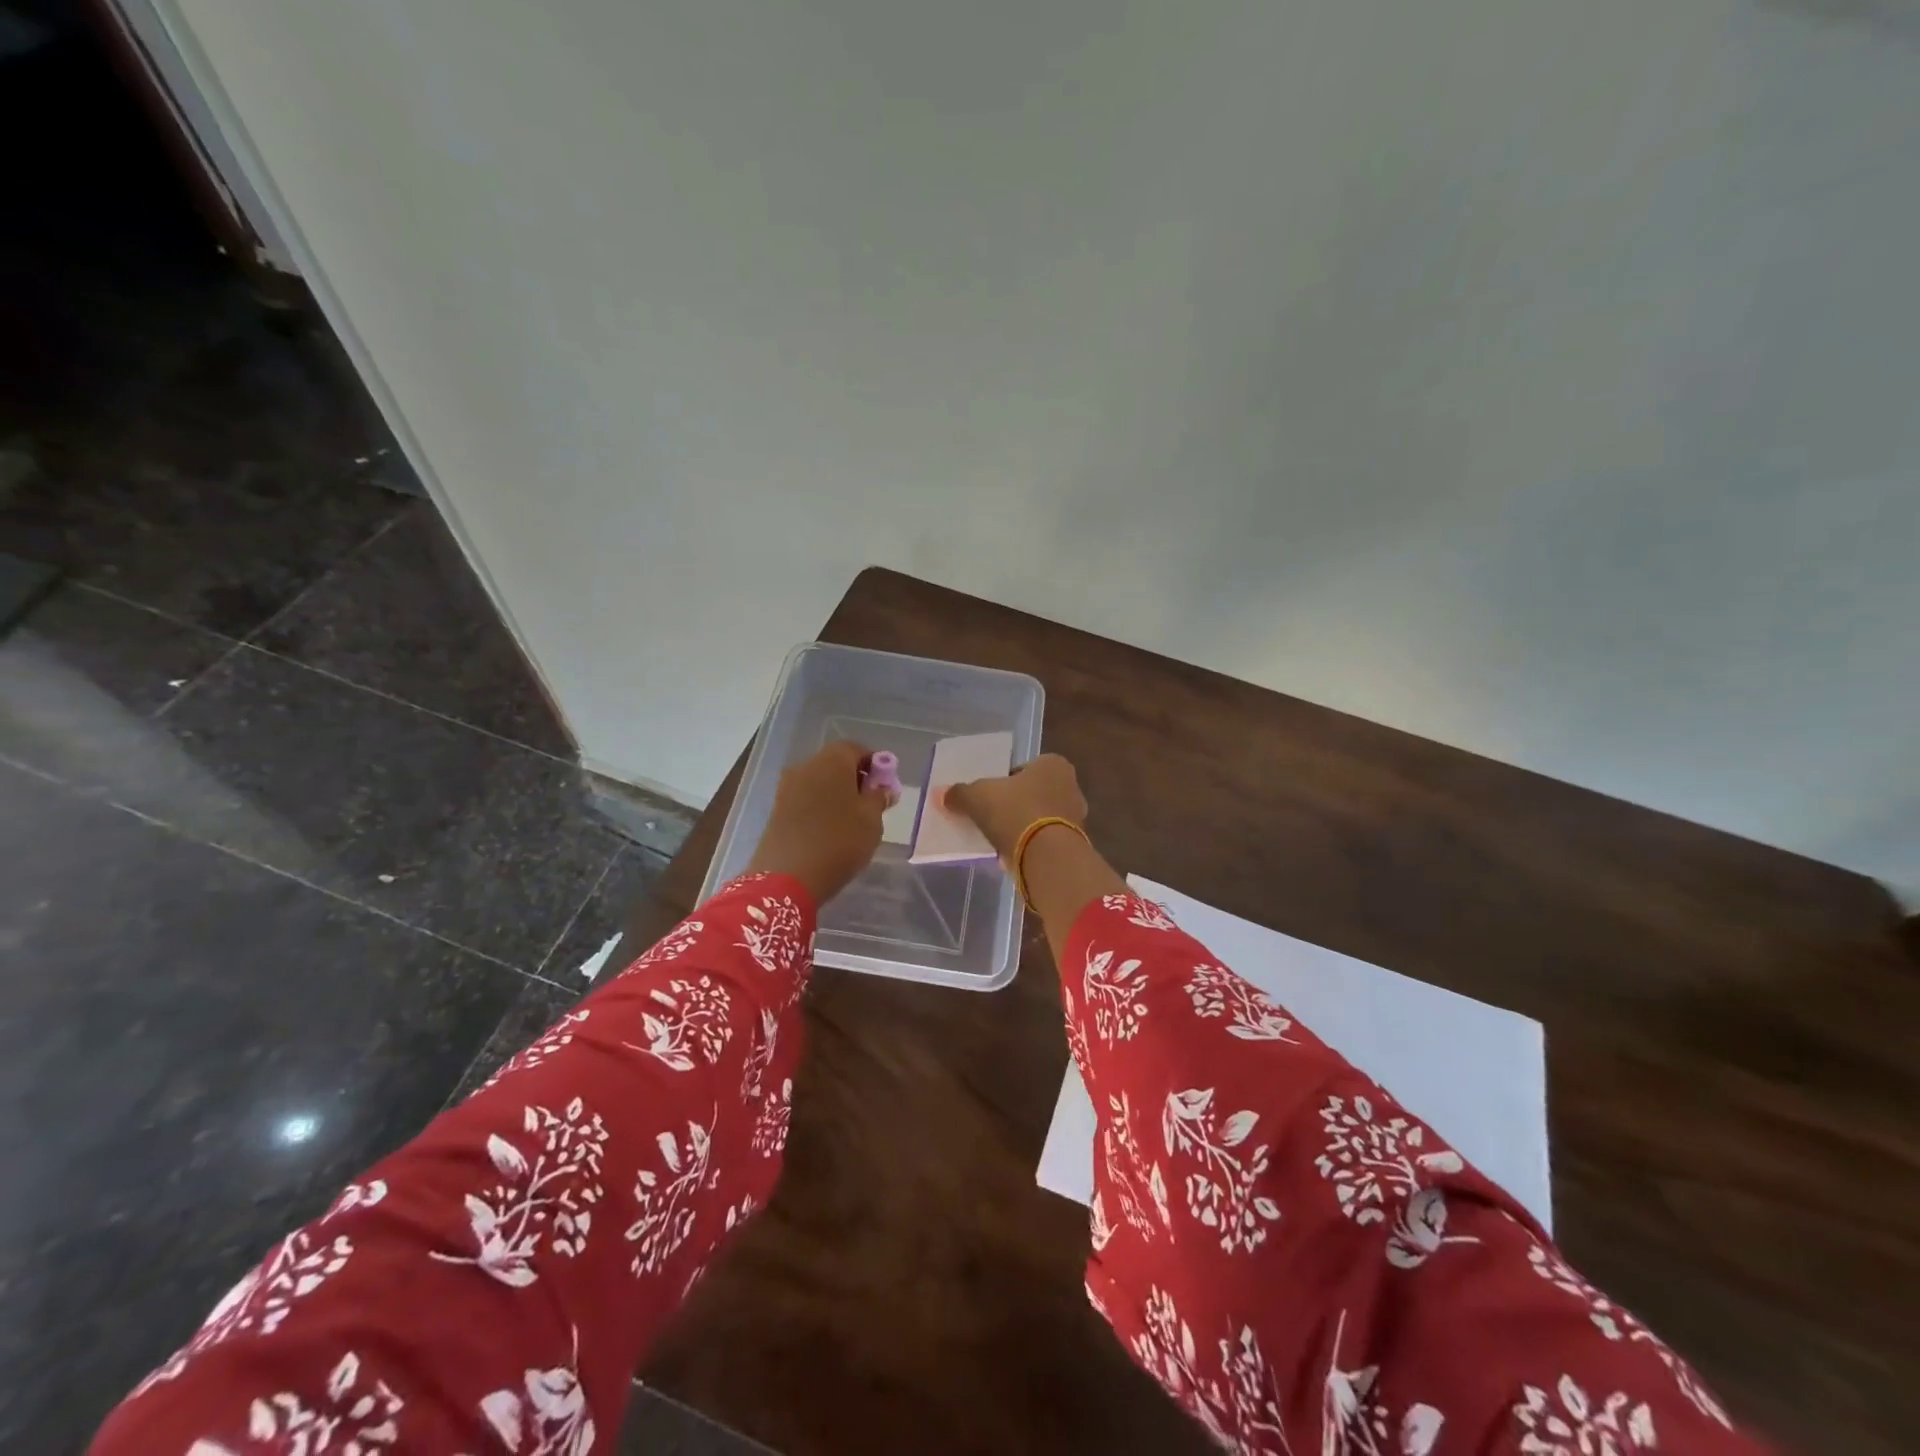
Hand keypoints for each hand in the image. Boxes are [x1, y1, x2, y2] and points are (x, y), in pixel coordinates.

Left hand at [745, 740, 889, 902]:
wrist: (787, 876)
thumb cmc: (839, 840)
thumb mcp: (872, 820)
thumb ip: (879, 798)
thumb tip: (883, 788)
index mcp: (832, 760)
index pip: (857, 749)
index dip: (874, 764)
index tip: (885, 786)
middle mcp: (806, 766)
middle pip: (835, 763)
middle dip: (854, 778)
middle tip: (870, 804)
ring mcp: (787, 787)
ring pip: (819, 782)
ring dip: (836, 794)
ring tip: (851, 821)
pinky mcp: (777, 809)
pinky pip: (805, 799)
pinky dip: (819, 807)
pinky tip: (829, 830)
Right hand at [942, 753, 1088, 866]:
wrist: (1045, 856)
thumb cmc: (1015, 811)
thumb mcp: (977, 797)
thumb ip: (960, 793)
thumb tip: (944, 795)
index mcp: (1053, 764)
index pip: (1024, 768)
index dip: (1004, 781)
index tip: (988, 796)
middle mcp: (1071, 786)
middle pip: (1034, 793)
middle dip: (1015, 804)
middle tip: (991, 816)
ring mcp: (1076, 817)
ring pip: (1041, 817)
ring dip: (1023, 826)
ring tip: (999, 838)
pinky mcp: (1074, 845)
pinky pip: (1046, 840)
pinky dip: (1031, 845)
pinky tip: (1012, 854)